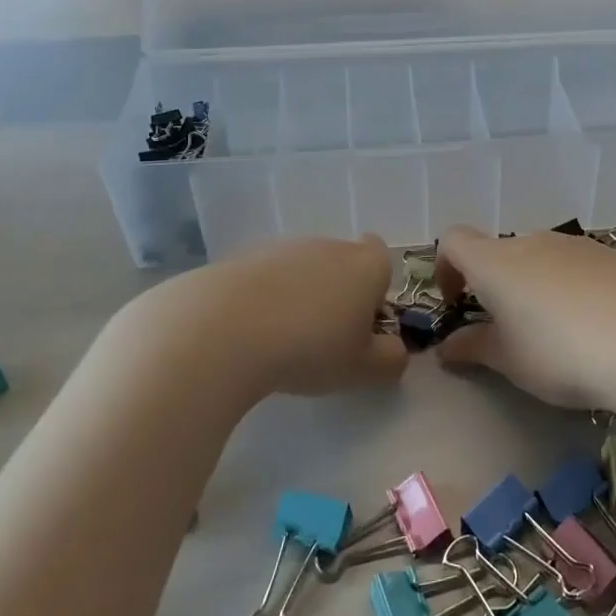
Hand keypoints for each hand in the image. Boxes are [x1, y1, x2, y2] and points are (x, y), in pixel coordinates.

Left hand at [203, 235, 408, 395]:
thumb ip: (391, 359)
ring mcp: (281, 249)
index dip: (376, 286)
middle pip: (341, 263)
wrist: (221, 330)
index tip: (362, 320)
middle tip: (325, 339)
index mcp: (365, 265)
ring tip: (282, 340)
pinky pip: (264, 280)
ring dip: (298, 297)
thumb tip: (394, 350)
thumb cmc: (309, 347)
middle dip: (337, 294)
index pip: (381, 257)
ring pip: (301, 270)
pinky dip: (262, 300)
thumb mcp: (363, 369)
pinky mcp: (240, 259)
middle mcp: (327, 246)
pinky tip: (249, 334)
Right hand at [432, 225, 615, 424]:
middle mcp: (534, 241)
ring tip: (557, 334)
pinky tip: (597, 326)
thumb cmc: (562, 353)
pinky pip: (580, 268)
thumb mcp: (510, 361)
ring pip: (543, 259)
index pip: (454, 240)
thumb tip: (446, 347)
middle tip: (509, 331)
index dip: (445, 267)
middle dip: (497, 286)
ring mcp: (579, 245)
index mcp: (496, 261)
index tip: (455, 302)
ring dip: (536, 288)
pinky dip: (574, 289)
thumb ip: (473, 348)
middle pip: (502, 252)